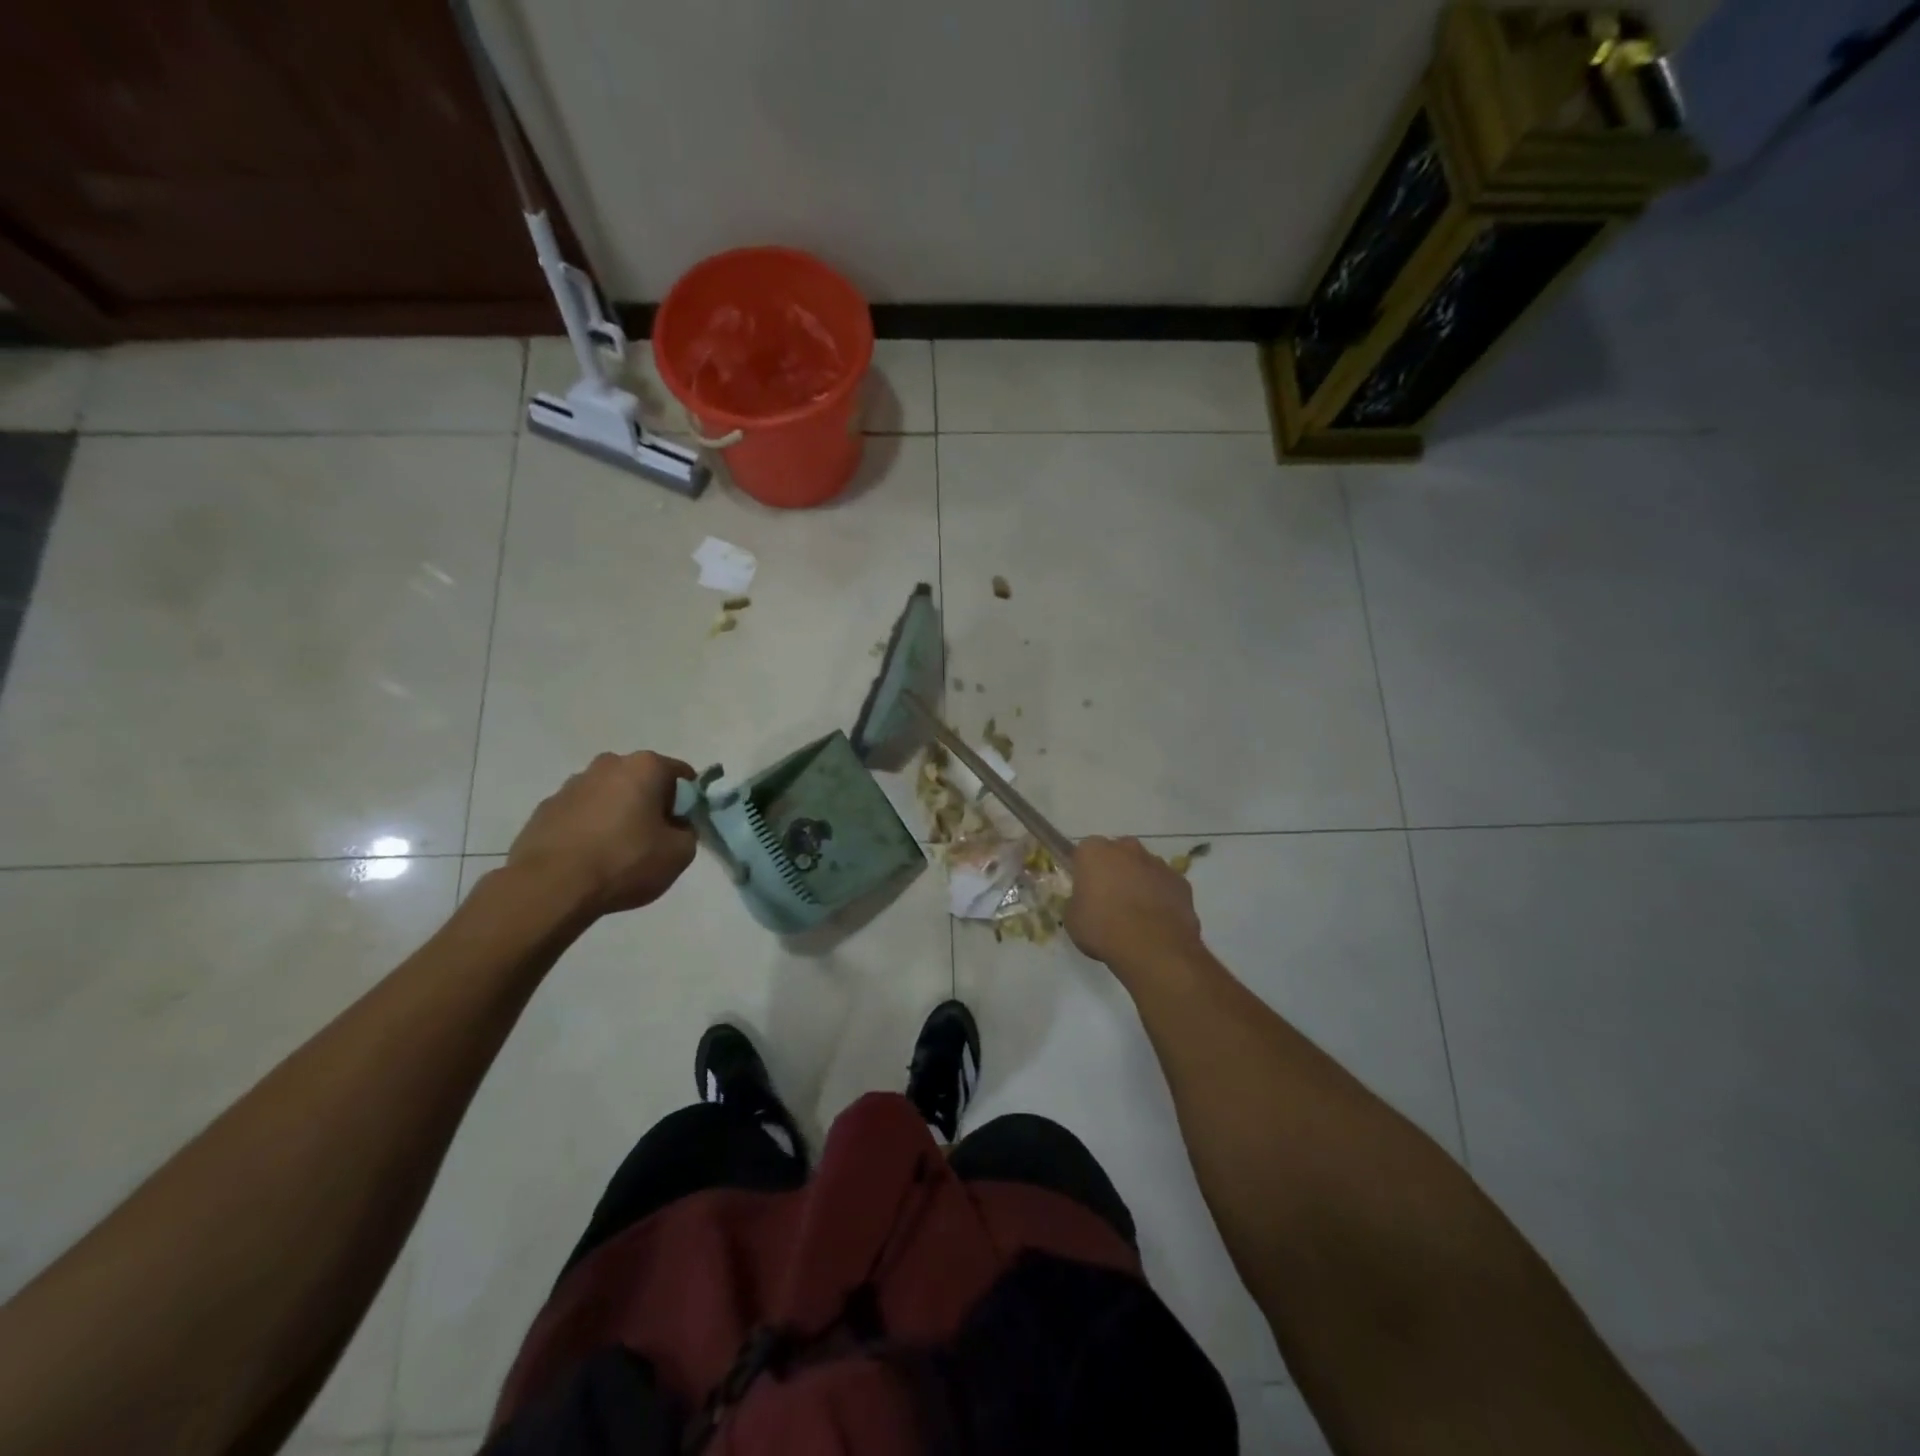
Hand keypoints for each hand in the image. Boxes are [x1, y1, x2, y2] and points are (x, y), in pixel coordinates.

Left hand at [507, 751, 697, 917]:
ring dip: (617, 815)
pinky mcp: (544, 809)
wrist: (551, 888)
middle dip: (650, 804)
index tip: (683, 828)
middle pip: (642, 781)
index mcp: (645, 766)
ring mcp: (571, 785)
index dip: (688, 803)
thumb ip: (687, 832)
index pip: (682, 775)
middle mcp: (607, 765)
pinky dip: (589, 829)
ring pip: (608, 796)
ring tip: (615, 853)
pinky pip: (580, 814)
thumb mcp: (680, 853)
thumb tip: (675, 827)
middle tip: (652, 840)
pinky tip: (588, 859)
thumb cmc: (625, 862)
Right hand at [1065, 836, 1203, 966]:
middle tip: (1108, 898)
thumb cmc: (1103, 929)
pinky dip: (1160, 895)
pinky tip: (1157, 920)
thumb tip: (1085, 902)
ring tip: (1135, 913)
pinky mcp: (1180, 881)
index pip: (1084, 852)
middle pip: (1117, 853)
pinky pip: (1164, 884)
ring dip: (1138, 881)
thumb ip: (1077, 901)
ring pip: (1143, 866)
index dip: (1084, 870)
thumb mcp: (1072, 919)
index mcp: (1094, 852)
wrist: (1153, 948)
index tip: (1084, 889)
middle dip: (1113, 869)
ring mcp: (1157, 863)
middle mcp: (1127, 848)